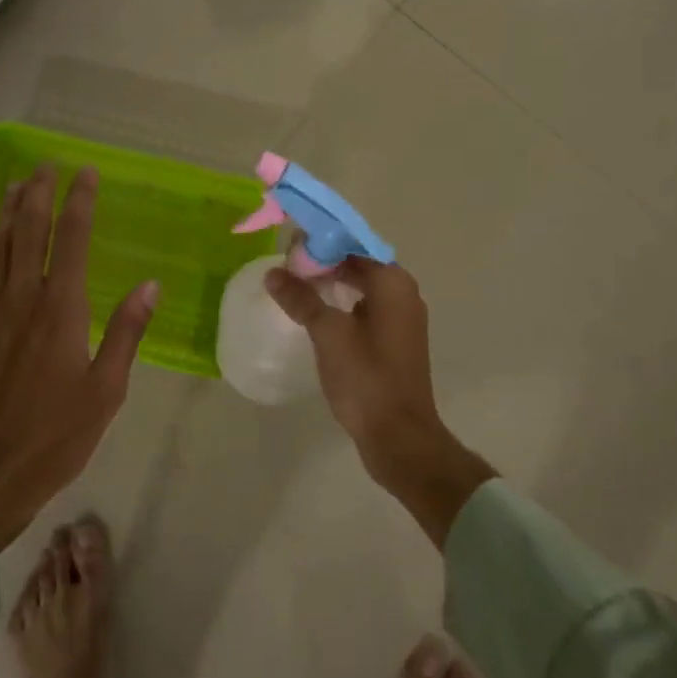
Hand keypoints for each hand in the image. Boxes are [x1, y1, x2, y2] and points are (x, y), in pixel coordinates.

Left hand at [0, 164, 156, 549]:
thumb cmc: (54, 437)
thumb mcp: (106, 391)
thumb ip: (126, 333)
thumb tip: (150, 286)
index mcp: (60, 310)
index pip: (70, 239)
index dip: (79, 201)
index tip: (86, 174)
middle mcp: (20, 300)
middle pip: (27, 231)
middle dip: (38, 193)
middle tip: (45, 166)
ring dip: (7, 212)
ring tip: (17, 186)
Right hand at [265, 258, 495, 546]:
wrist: (399, 436)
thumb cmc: (366, 377)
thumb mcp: (328, 333)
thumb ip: (301, 298)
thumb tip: (273, 273)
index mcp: (393, 282)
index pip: (354, 244)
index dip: (321, 241)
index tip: (289, 245)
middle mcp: (403, 293)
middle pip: (359, 263)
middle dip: (323, 262)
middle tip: (285, 266)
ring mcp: (401, 320)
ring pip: (361, 287)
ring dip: (330, 284)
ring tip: (294, 287)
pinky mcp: (394, 342)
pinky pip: (365, 309)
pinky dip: (341, 305)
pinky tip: (316, 315)